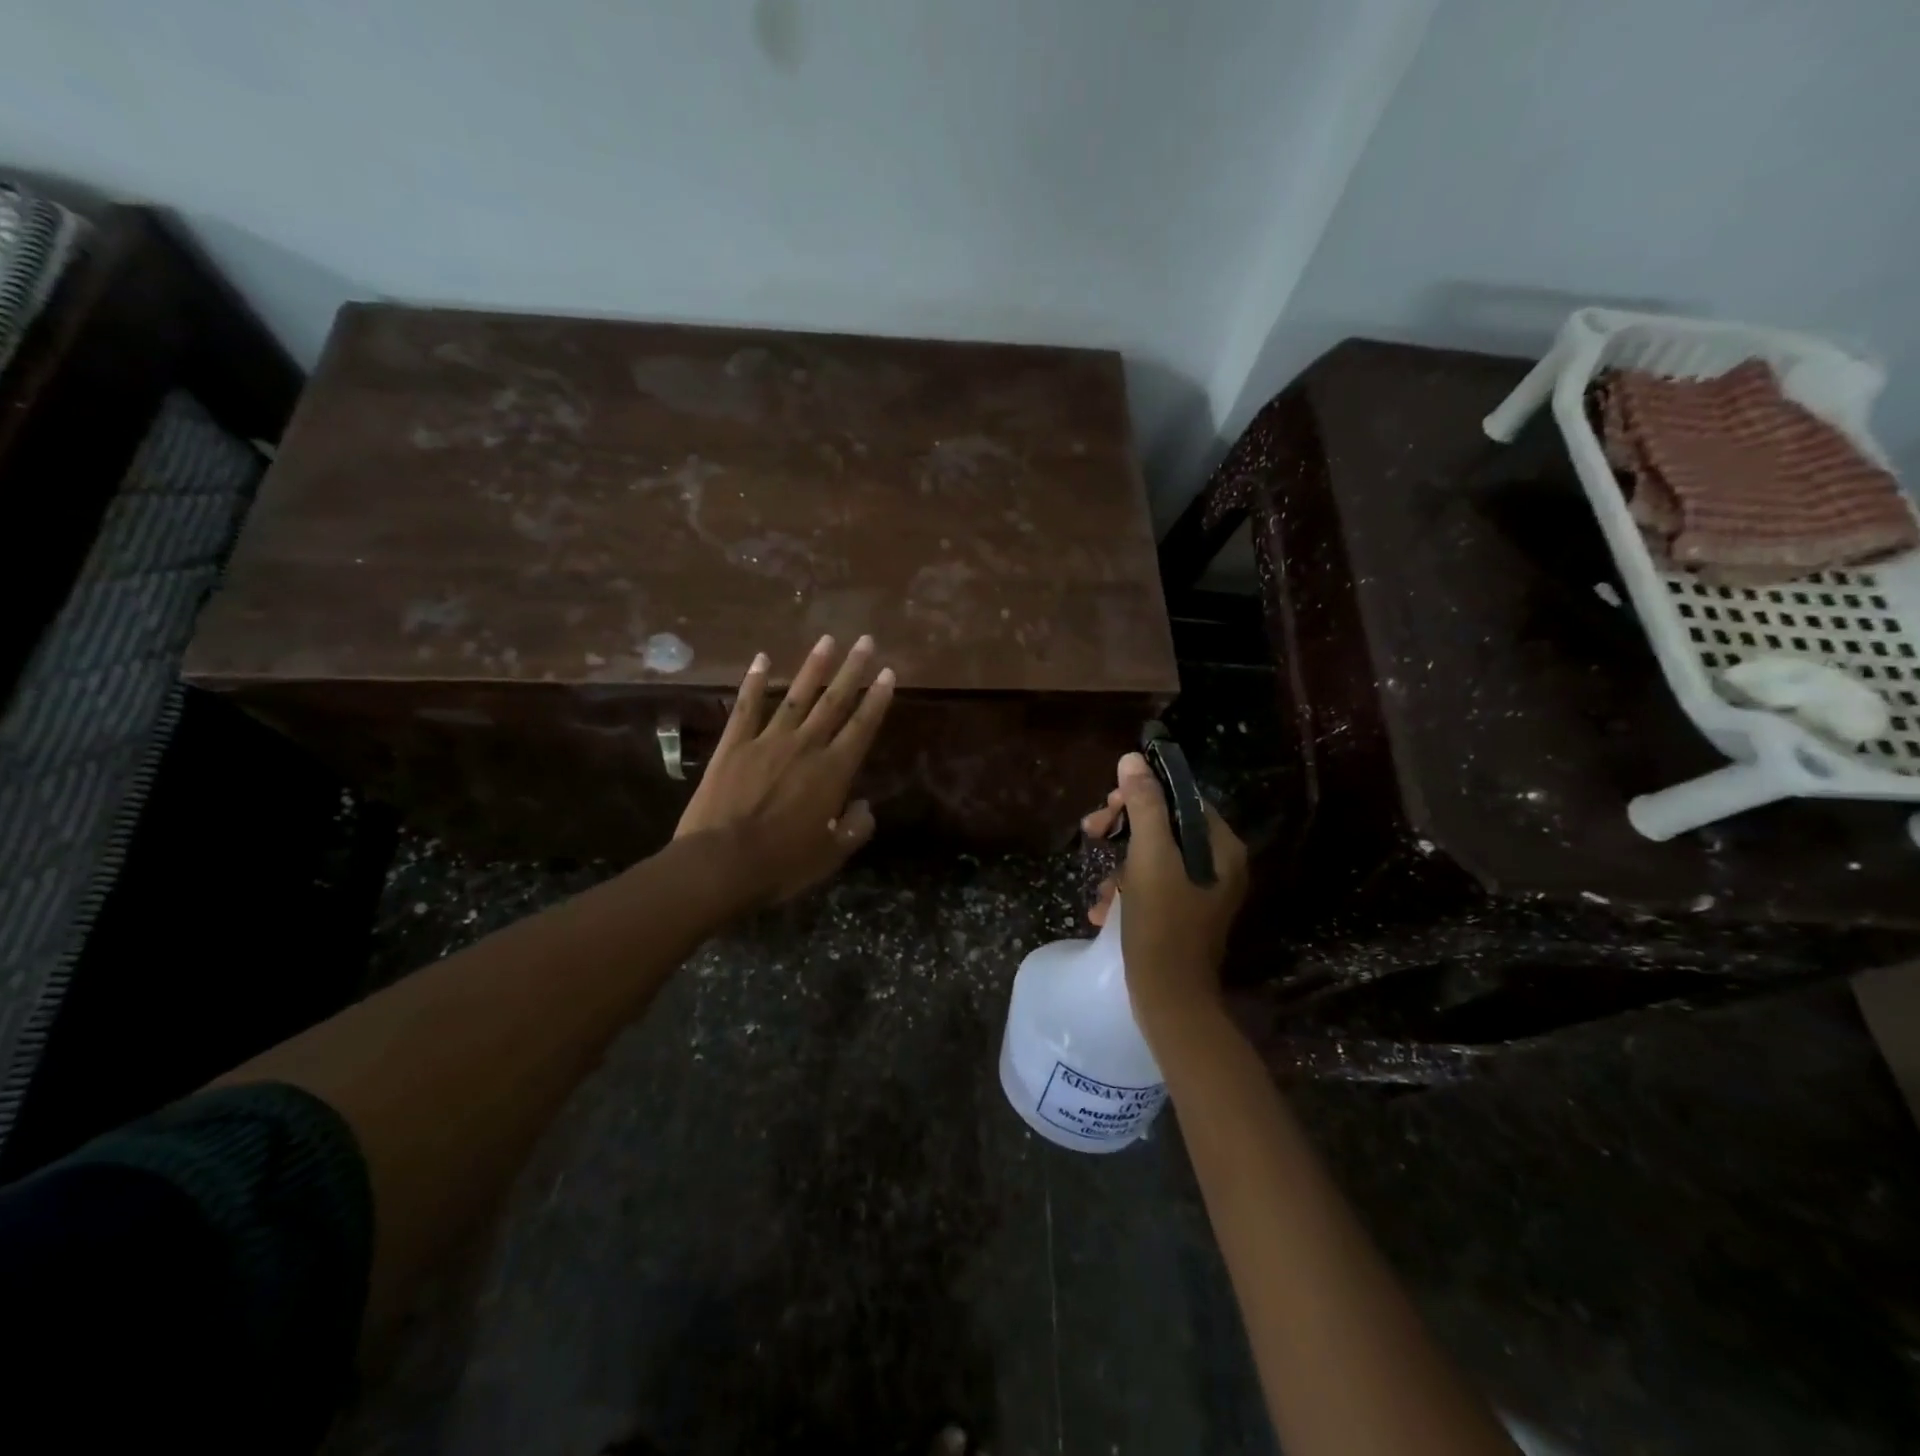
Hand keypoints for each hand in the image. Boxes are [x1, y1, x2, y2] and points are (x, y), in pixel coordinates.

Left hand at [675, 634, 893, 902]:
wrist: (720, 864)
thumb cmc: (781, 864)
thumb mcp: (830, 855)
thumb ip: (855, 828)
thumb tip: (864, 806)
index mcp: (833, 773)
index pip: (862, 727)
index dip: (877, 699)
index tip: (888, 673)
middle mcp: (805, 747)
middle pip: (834, 702)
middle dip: (852, 671)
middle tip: (865, 641)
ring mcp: (767, 742)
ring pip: (795, 696)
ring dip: (813, 667)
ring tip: (827, 640)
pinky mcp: (733, 746)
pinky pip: (746, 708)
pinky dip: (753, 682)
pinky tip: (760, 659)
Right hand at [1081, 752, 1247, 1028]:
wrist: (1170, 1001)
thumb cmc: (1162, 925)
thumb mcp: (1149, 858)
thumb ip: (1144, 806)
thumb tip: (1133, 759)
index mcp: (1220, 847)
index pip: (1181, 798)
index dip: (1142, 794)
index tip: (1109, 806)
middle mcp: (1217, 865)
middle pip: (1164, 825)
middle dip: (1123, 830)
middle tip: (1091, 832)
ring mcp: (1199, 891)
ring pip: (1151, 856)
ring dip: (1118, 867)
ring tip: (1099, 892)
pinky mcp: (1181, 914)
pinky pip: (1150, 885)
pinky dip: (1125, 892)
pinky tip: (1104, 911)